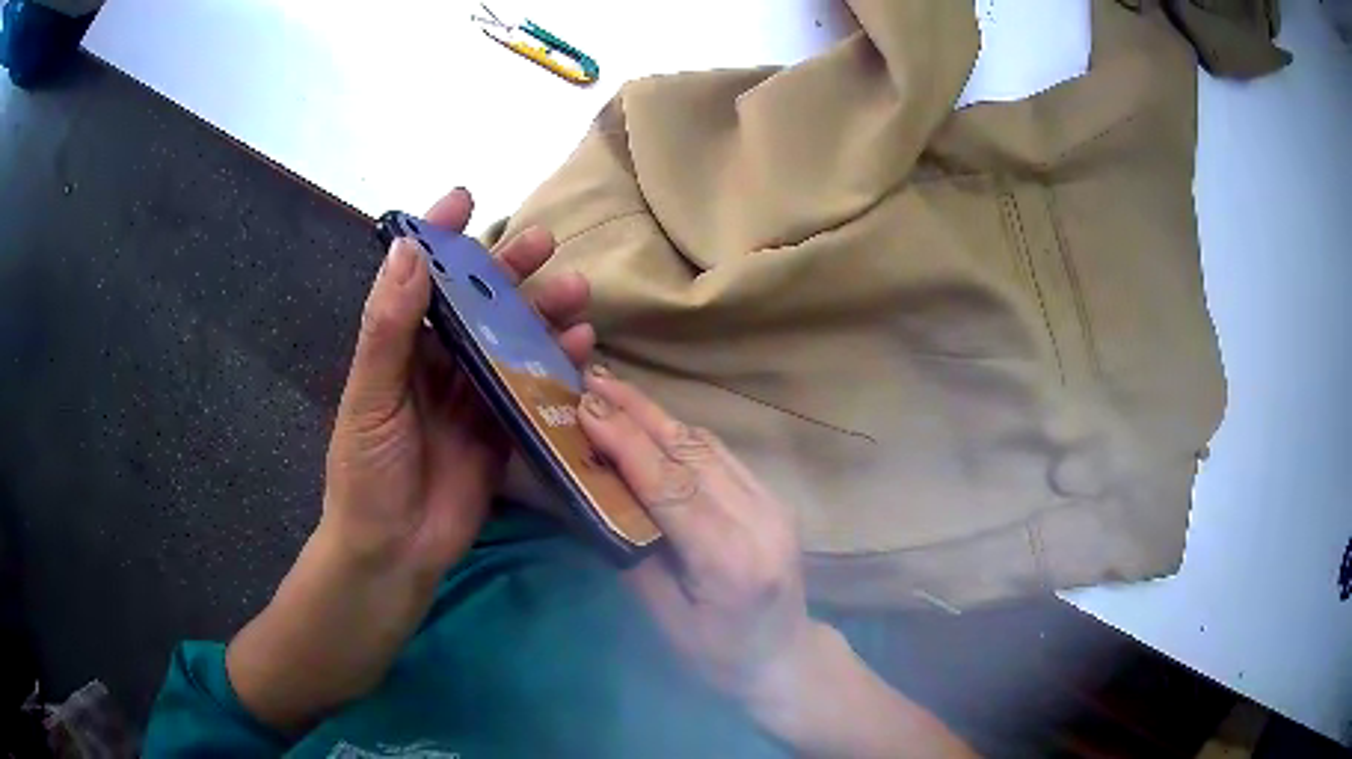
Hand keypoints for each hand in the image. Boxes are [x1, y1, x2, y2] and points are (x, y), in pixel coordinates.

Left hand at [321, 188, 594, 580]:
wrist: (394, 550)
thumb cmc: (367, 472)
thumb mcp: (371, 398)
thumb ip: (389, 329)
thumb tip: (408, 250)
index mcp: (400, 348)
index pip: (421, 279)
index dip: (439, 237)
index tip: (464, 199)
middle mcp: (439, 363)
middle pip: (478, 305)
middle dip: (508, 271)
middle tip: (544, 242)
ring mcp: (474, 396)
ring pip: (512, 342)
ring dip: (543, 314)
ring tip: (576, 290)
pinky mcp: (503, 431)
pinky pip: (533, 390)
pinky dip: (559, 367)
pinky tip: (582, 346)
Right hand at [577, 370, 975, 757]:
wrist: (784, 657)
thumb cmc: (717, 656)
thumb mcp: (664, 619)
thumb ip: (632, 552)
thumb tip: (593, 492)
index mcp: (731, 561)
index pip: (672, 487)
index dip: (627, 442)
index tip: (585, 406)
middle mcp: (761, 520)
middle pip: (692, 454)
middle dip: (638, 413)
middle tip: (591, 381)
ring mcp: (774, 504)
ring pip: (708, 446)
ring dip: (657, 415)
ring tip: (612, 390)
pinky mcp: (773, 498)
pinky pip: (721, 456)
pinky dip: (680, 434)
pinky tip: (651, 420)